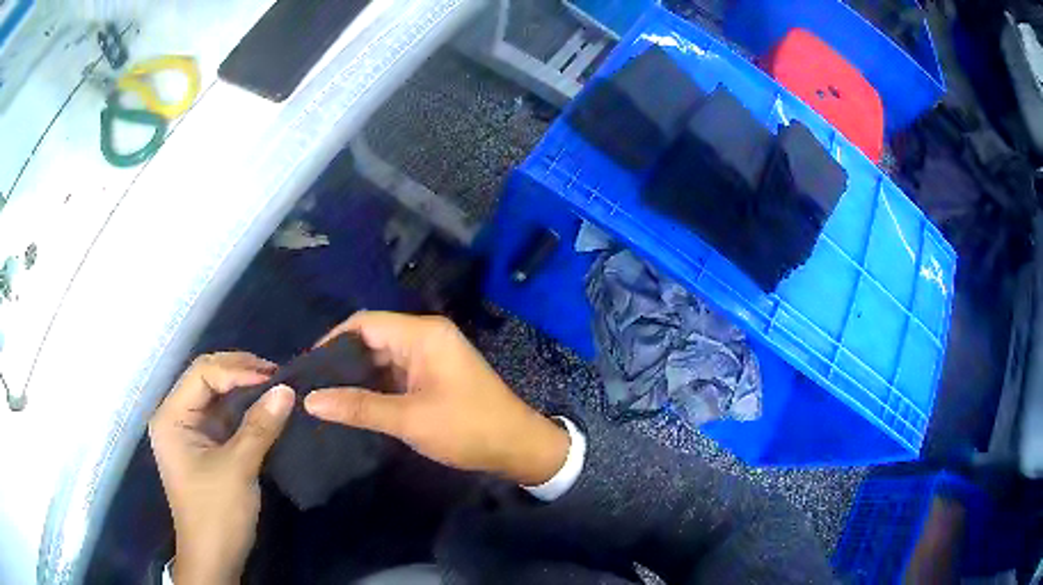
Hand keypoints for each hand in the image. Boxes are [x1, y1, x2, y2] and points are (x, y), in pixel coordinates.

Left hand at [149, 352, 294, 584]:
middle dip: (240, 373)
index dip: (237, 370)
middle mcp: (176, 417)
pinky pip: (224, 417)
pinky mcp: (205, 447)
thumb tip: (287, 390)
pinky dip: (245, 410)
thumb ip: (260, 426)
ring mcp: (190, 432)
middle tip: (278, 376)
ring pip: (217, 397)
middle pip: (207, 379)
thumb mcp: (238, 468)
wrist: (215, 559)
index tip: (274, 377)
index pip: (202, 374)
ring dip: (245, 390)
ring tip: (277, 387)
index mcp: (171, 417)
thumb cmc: (217, 513)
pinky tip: (266, 407)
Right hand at [304, 312, 568, 485]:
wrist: (518, 447)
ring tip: (322, 395)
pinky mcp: (432, 374)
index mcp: (422, 335)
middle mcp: (425, 337)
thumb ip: (358, 407)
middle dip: (340, 361)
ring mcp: (430, 355)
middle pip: (371, 338)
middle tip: (309, 386)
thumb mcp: (409, 420)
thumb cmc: (467, 429)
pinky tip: (351, 402)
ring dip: (356, 375)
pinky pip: (394, 372)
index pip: (364, 323)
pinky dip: (374, 385)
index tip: (306, 367)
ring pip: (381, 357)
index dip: (331, 341)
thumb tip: (310, 400)